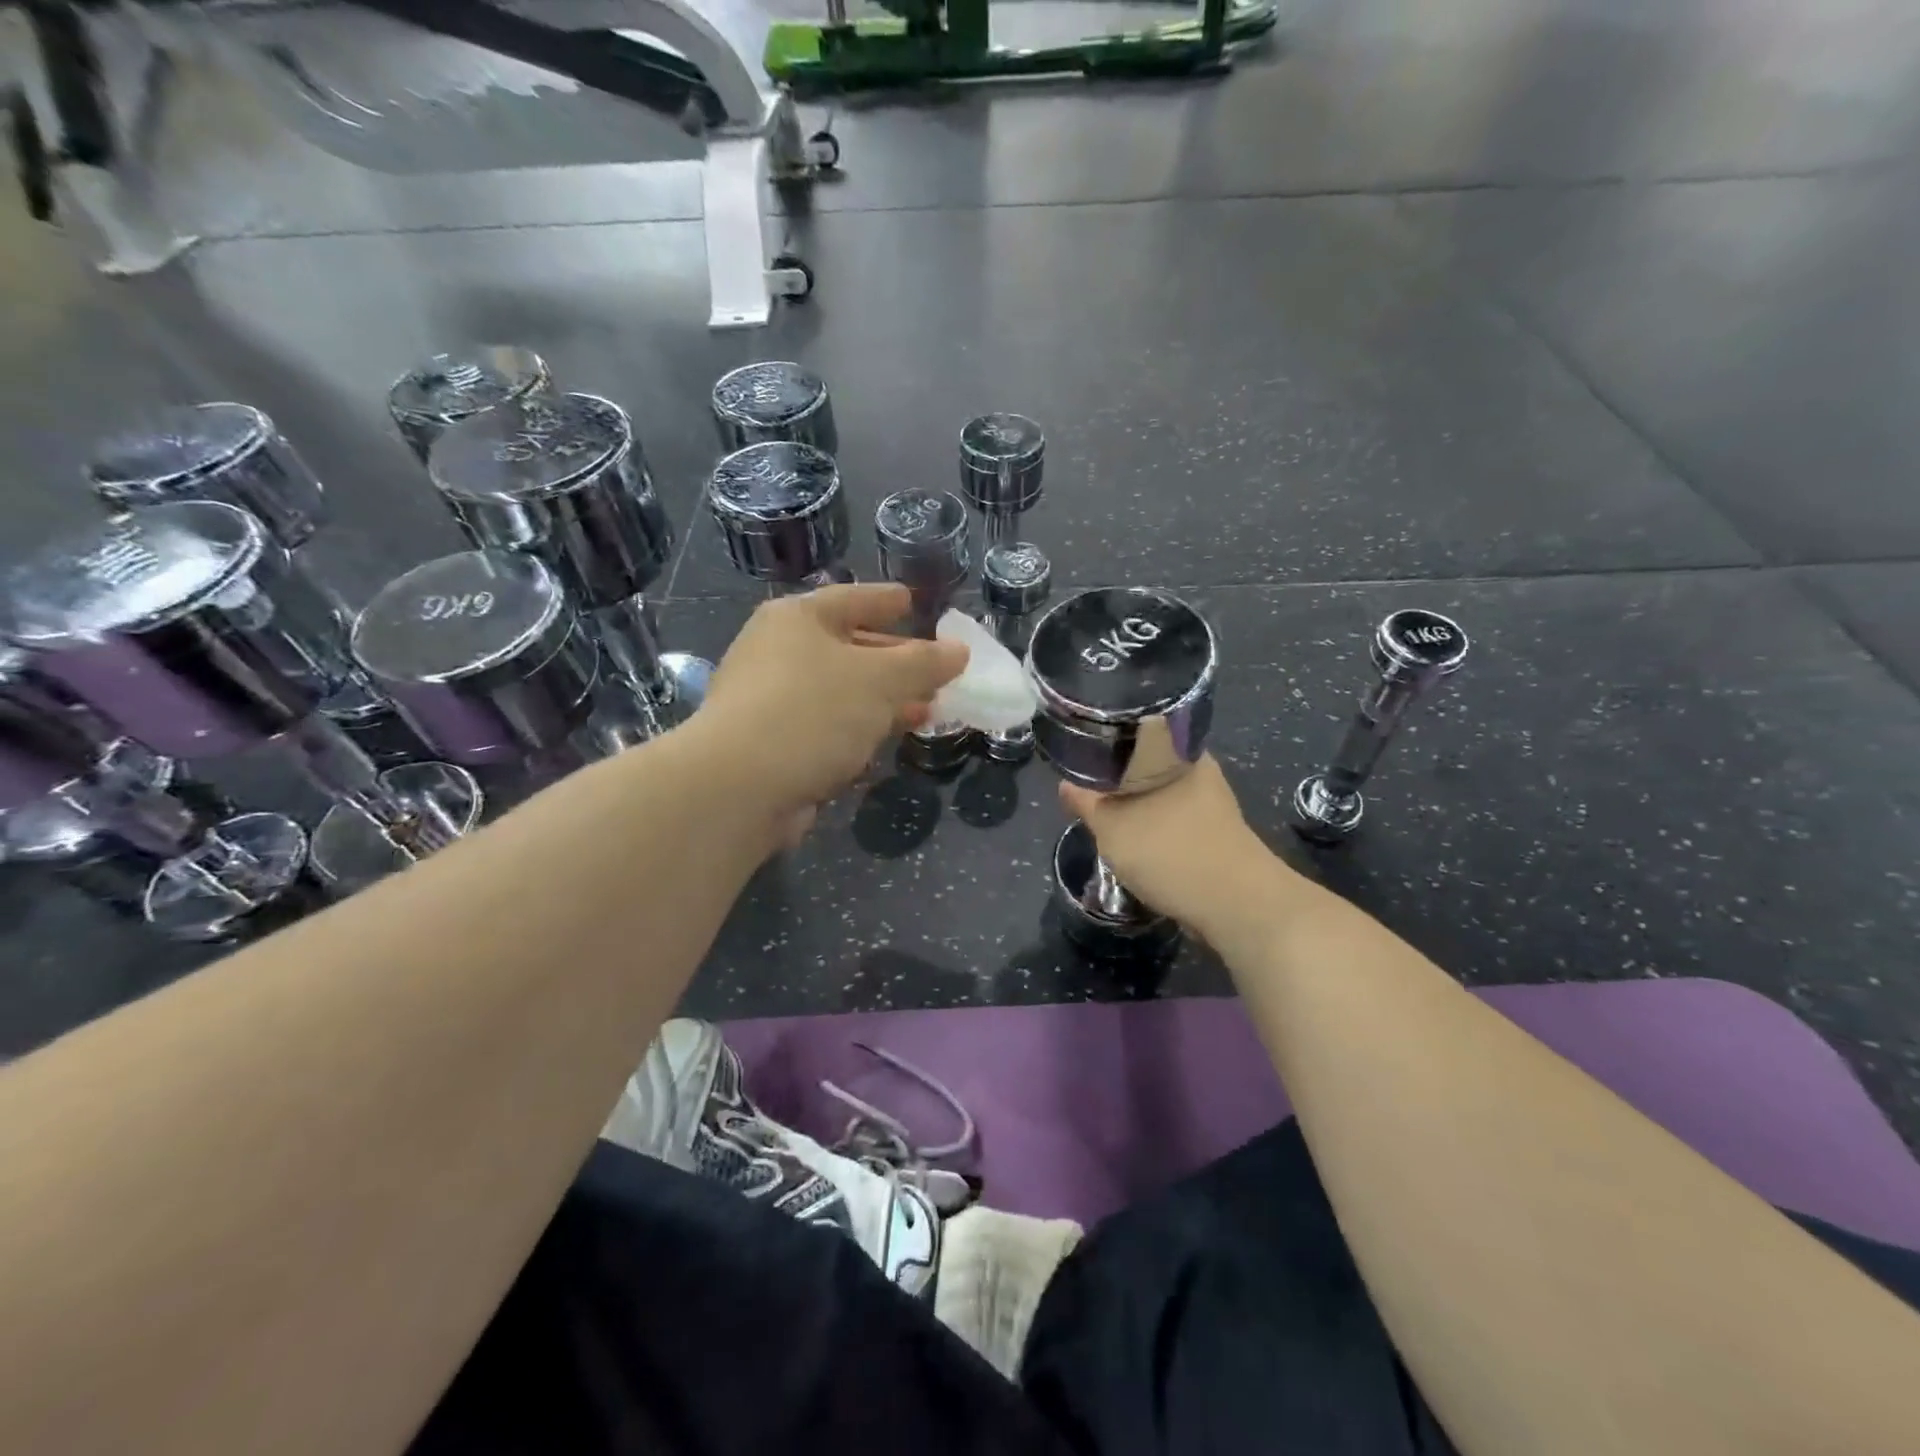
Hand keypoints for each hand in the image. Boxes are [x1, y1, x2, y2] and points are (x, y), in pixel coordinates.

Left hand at [699, 584, 967, 818]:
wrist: (738, 787)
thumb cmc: (813, 712)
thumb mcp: (880, 680)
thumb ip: (924, 663)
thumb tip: (958, 651)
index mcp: (797, 620)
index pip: (851, 599)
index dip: (886, 599)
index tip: (912, 600)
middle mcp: (778, 653)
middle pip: (848, 647)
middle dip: (896, 661)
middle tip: (937, 670)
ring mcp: (771, 700)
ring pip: (841, 692)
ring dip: (884, 701)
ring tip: (928, 709)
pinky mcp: (772, 744)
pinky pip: (828, 726)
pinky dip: (860, 729)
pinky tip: (887, 741)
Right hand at [1058, 755, 1278, 932]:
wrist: (1235, 905)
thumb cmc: (1170, 852)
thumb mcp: (1113, 827)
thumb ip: (1087, 803)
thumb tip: (1065, 785)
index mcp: (1178, 753)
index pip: (1137, 732)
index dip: (1107, 739)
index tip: (1082, 750)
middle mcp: (1199, 771)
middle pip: (1146, 765)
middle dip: (1117, 779)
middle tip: (1086, 789)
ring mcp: (1211, 804)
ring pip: (1160, 795)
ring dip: (1135, 807)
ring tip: (1103, 818)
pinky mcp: (1215, 834)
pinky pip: (1174, 821)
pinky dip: (1153, 829)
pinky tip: (1133, 843)